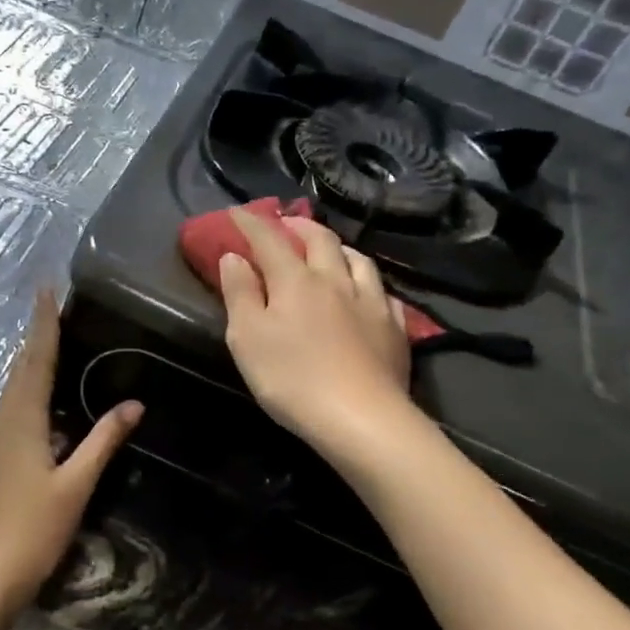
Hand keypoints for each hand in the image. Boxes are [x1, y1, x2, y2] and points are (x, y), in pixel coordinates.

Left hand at [0, 292, 141, 616]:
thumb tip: (133, 403)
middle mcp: (5, 421)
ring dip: (32, 359)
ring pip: (15, 387)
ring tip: (53, 338)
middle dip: (37, 335)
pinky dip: (31, 387)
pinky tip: (46, 395)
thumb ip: (103, 441)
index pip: (36, 361)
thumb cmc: (33, 529)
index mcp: (23, 420)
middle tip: (55, 305)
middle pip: (21, 368)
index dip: (44, 324)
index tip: (47, 289)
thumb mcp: (75, 485)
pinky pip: (15, 406)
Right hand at [218, 211, 414, 453]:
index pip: (270, 240)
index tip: (237, 211)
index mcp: (296, 281)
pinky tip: (368, 294)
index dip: (252, 223)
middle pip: (321, 240)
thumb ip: (240, 294)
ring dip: (339, 248)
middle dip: (300, 226)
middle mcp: (336, 281)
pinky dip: (369, 285)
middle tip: (287, 224)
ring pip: (358, 260)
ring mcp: (371, 302)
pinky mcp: (394, 329)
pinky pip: (384, 294)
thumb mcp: (248, 338)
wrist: (360, 418)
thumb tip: (234, 257)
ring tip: (330, 251)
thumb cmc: (291, 379)